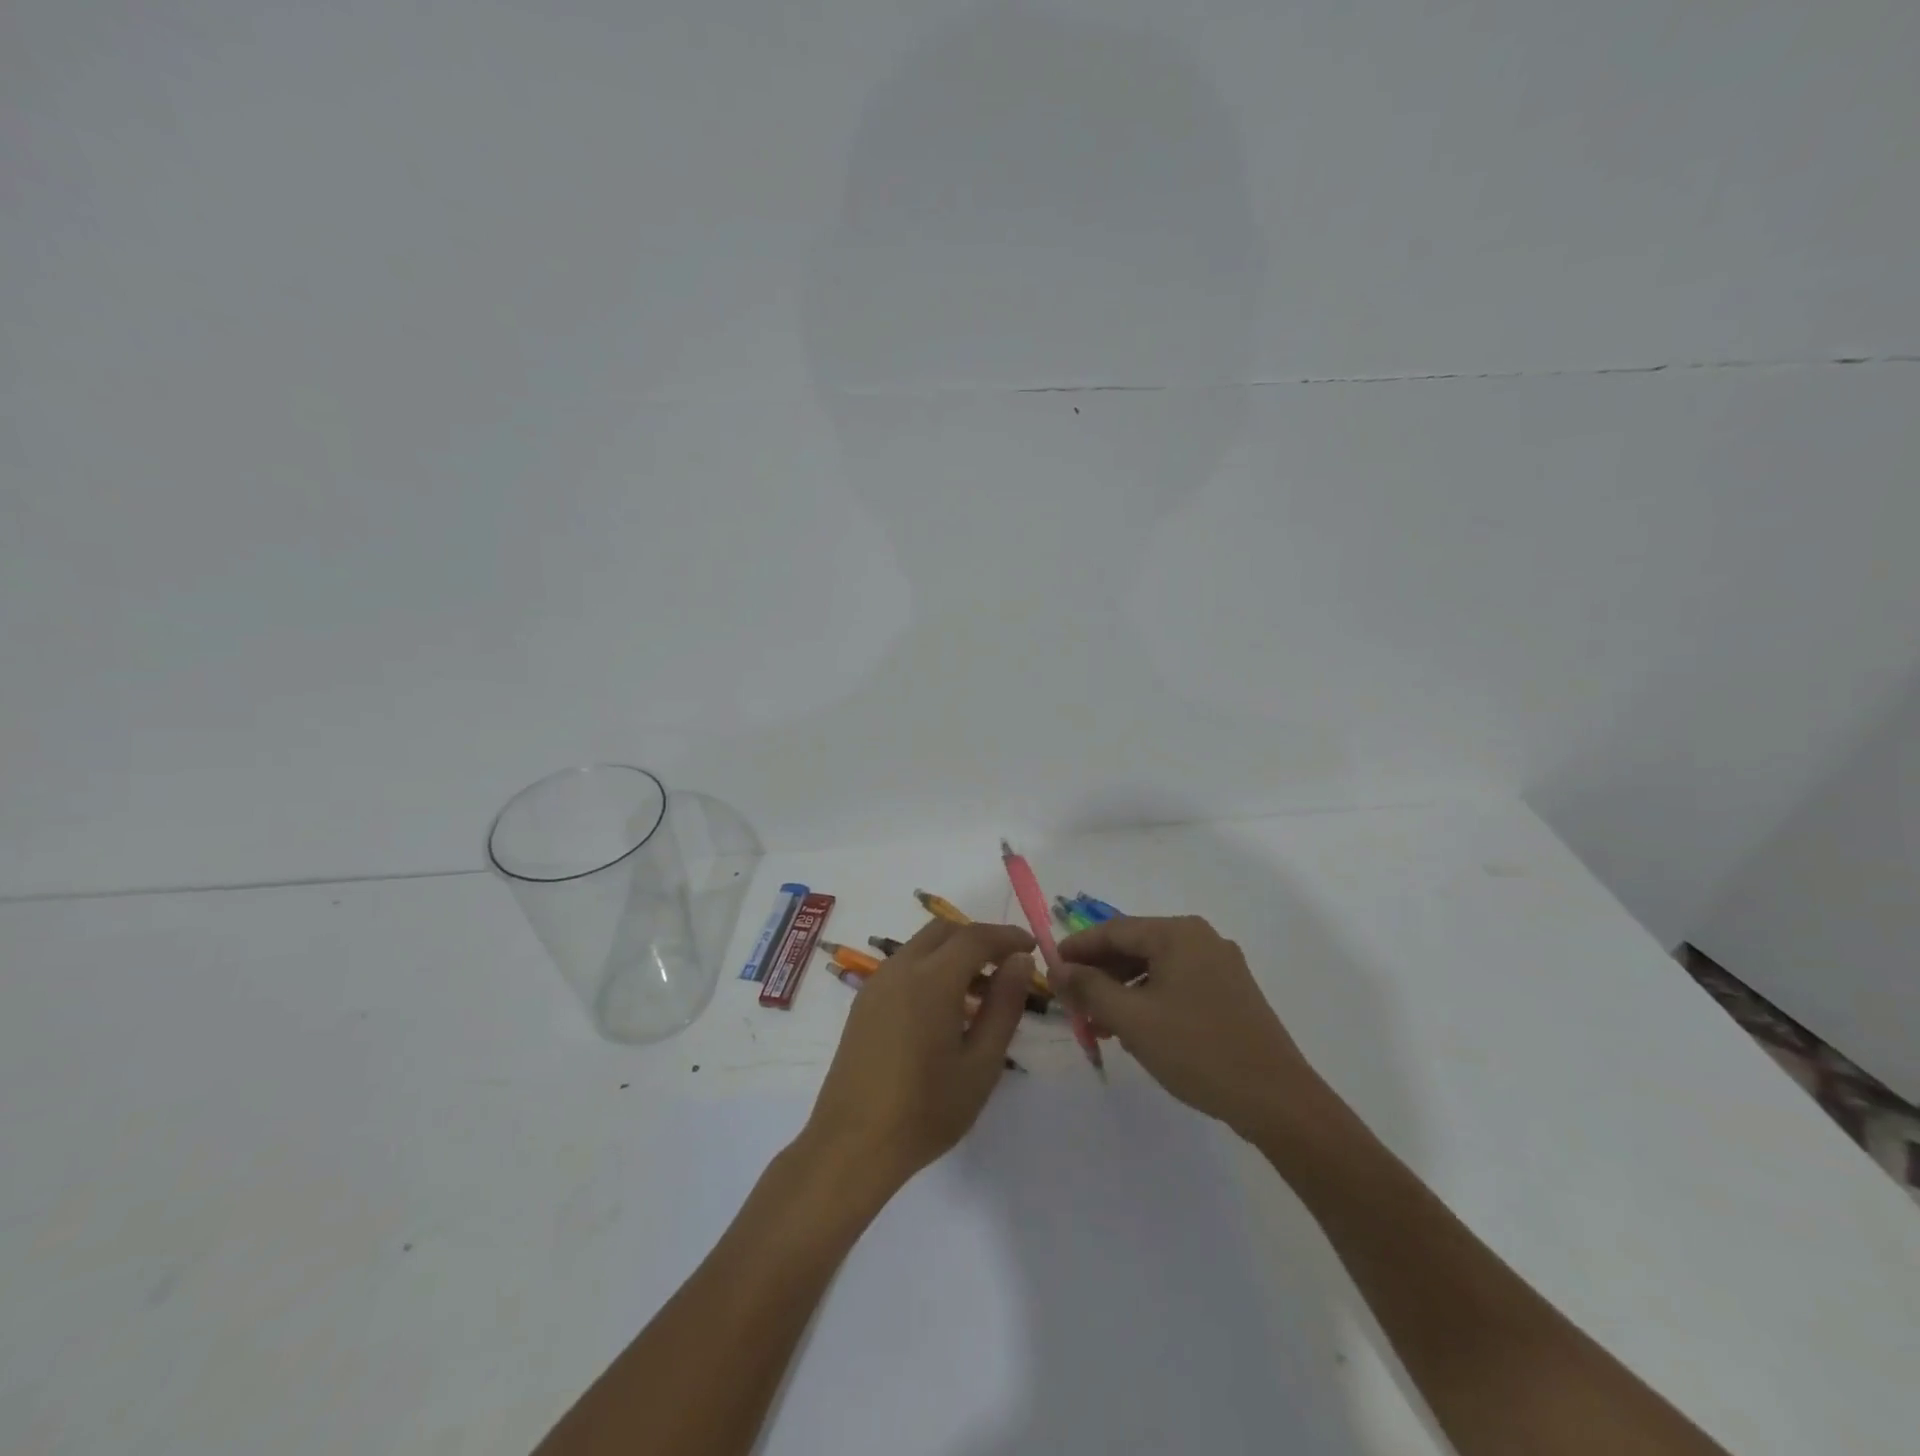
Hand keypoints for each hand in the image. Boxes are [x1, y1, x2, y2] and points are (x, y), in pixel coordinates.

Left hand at [802, 920, 1036, 1193]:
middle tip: (1008, 967)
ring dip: (954, 954)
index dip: (1008, 937)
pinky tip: (946, 1009)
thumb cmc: (926, 1110)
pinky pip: (904, 967)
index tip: (1032, 947)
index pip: (976, 937)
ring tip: (981, 993)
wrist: (853, 1145)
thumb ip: (1004, 1006)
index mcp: (932, 979)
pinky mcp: (864, 1002)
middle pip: (945, 931)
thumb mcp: (981, 1064)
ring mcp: (877, 984)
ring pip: (922, 946)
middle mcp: (901, 968)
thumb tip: (1020, 962)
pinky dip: (932, 969)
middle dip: (980, 939)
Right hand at [1053, 915, 1325, 1140]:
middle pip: (1135, 946)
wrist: (1277, 1100)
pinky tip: (1136, 1030)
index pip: (1113, 930)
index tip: (1049, 970)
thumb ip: (1089, 988)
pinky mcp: (1231, 993)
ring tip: (1098, 1023)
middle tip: (1071, 1002)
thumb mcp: (1132, 1019)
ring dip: (1122, 991)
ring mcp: (1220, 965)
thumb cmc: (1198, 1050)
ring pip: (1155, 968)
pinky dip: (1149, 1000)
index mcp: (1178, 933)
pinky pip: (1177, 984)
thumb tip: (1057, 967)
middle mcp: (1201, 938)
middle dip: (1099, 974)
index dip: (1076, 949)